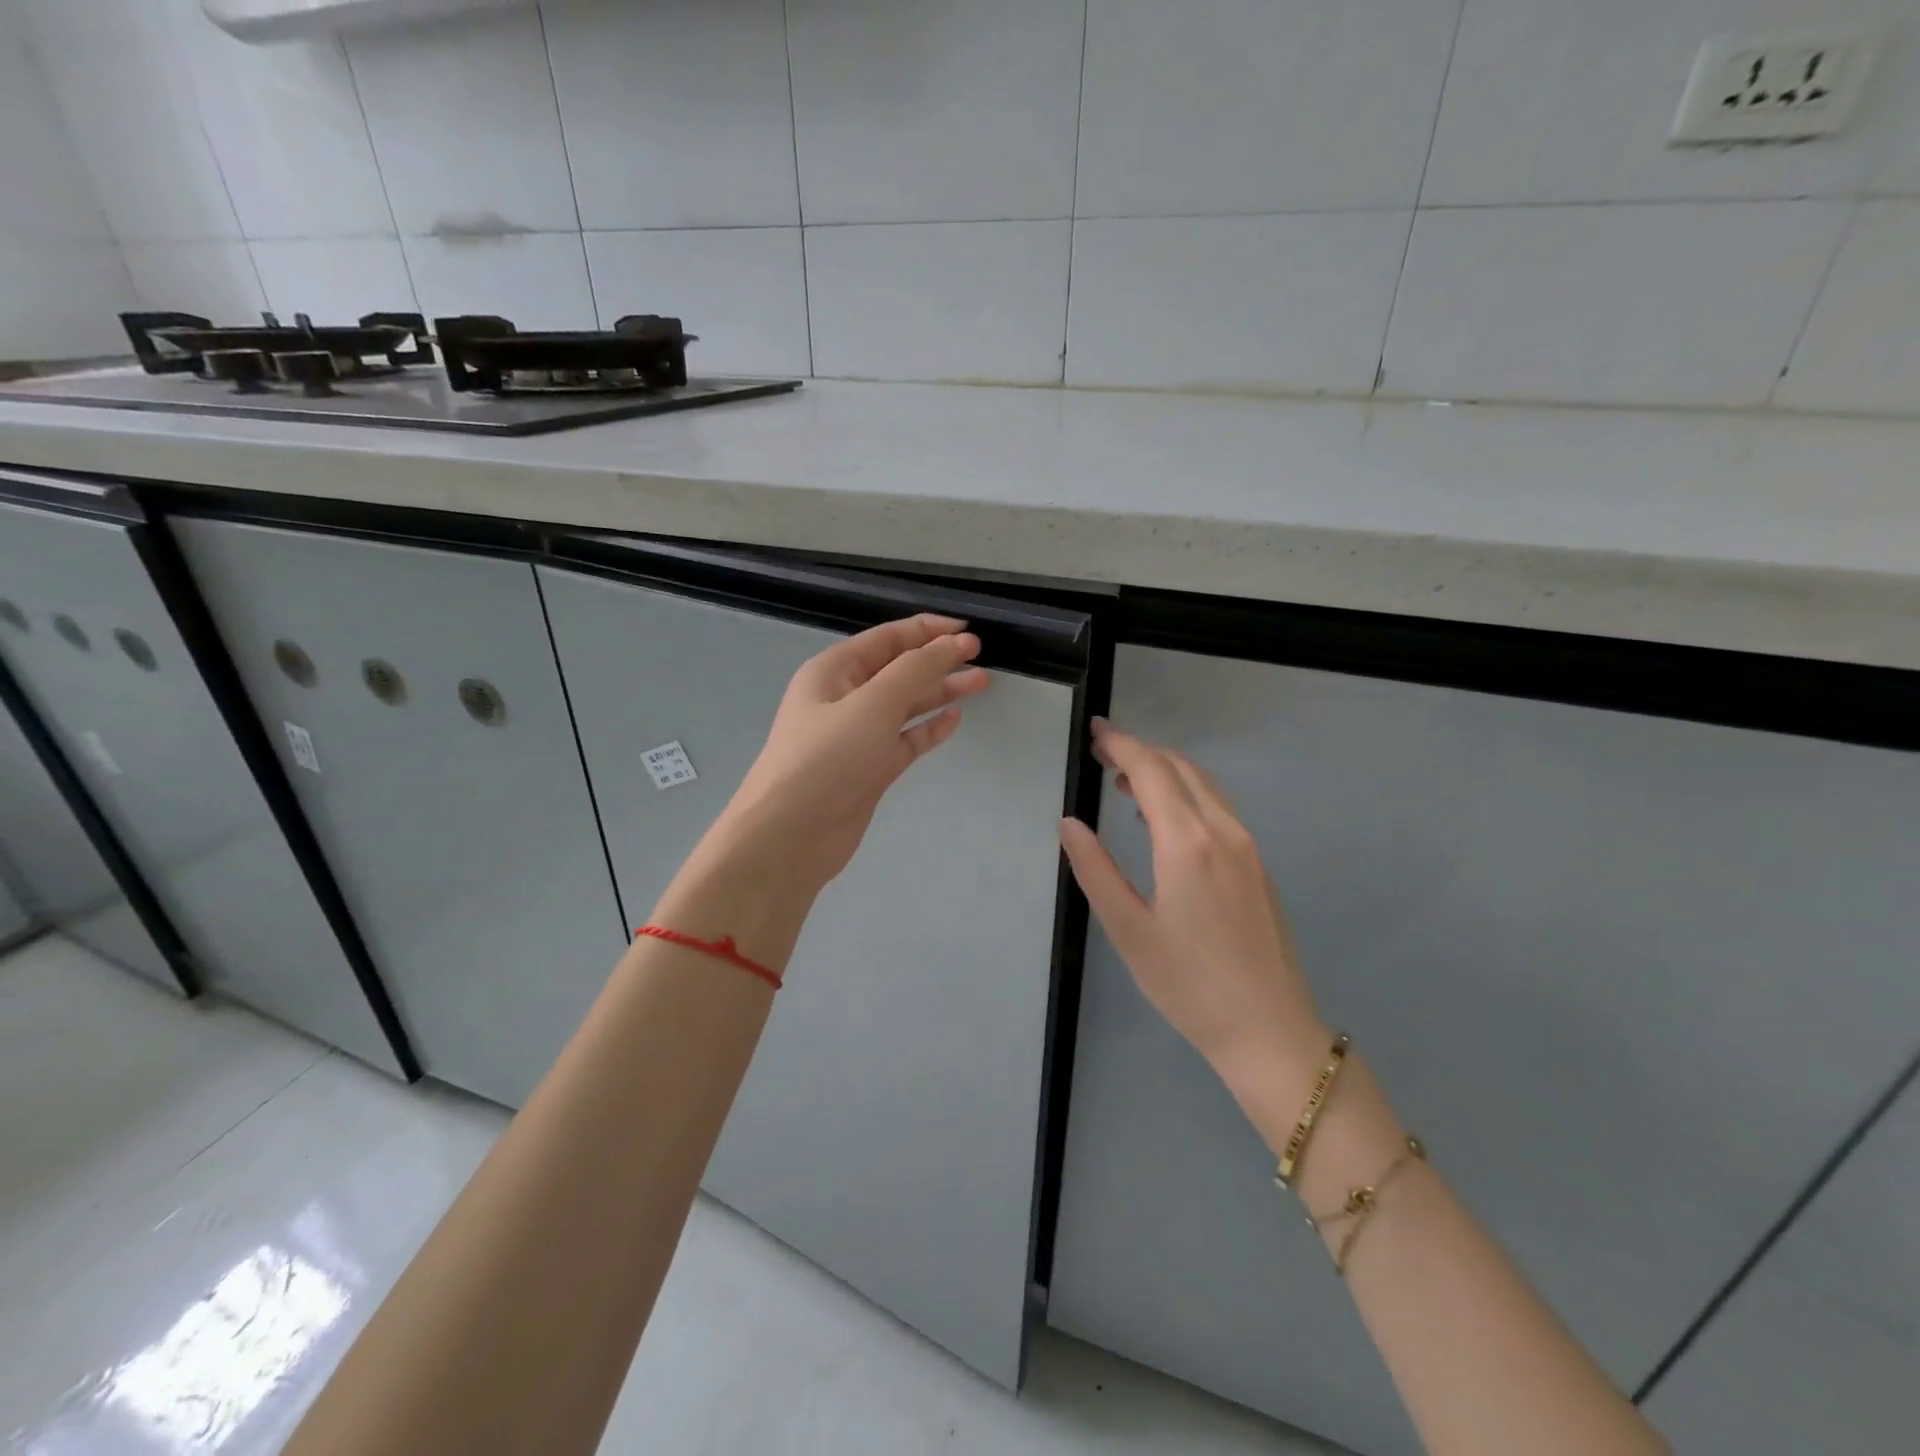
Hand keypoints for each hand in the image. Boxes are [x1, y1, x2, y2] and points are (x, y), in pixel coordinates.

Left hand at [712, 614, 989, 895]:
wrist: (791, 836)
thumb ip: (917, 670)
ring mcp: (857, 736)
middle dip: (938, 660)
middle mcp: (844, 698)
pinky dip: (928, 729)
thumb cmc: (828, 759)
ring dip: (939, 692)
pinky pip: (904, 740)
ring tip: (980, 683)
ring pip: (905, 705)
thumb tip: (953, 642)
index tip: (969, 630)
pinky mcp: (869, 769)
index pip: (888, 638)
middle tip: (982, 658)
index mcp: (834, 671)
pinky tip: (954, 719)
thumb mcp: (874, 703)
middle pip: (898, 669)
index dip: (929, 630)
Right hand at [1060, 719, 1327, 1091]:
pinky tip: (1164, 818)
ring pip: (1204, 784)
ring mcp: (1248, 846)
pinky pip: (1218, 806)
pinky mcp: (1258, 864)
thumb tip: (1070, 823)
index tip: (1094, 732)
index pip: (1152, 770)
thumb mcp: (1127, 929)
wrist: (1269, 1030)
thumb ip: (1094, 869)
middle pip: (1181, 767)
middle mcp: (1224, 831)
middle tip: (1101, 754)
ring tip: (1125, 782)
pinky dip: (1186, 792)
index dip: (1121, 744)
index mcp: (1188, 842)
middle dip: (1140, 751)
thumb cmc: (1188, 984)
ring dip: (1165, 770)